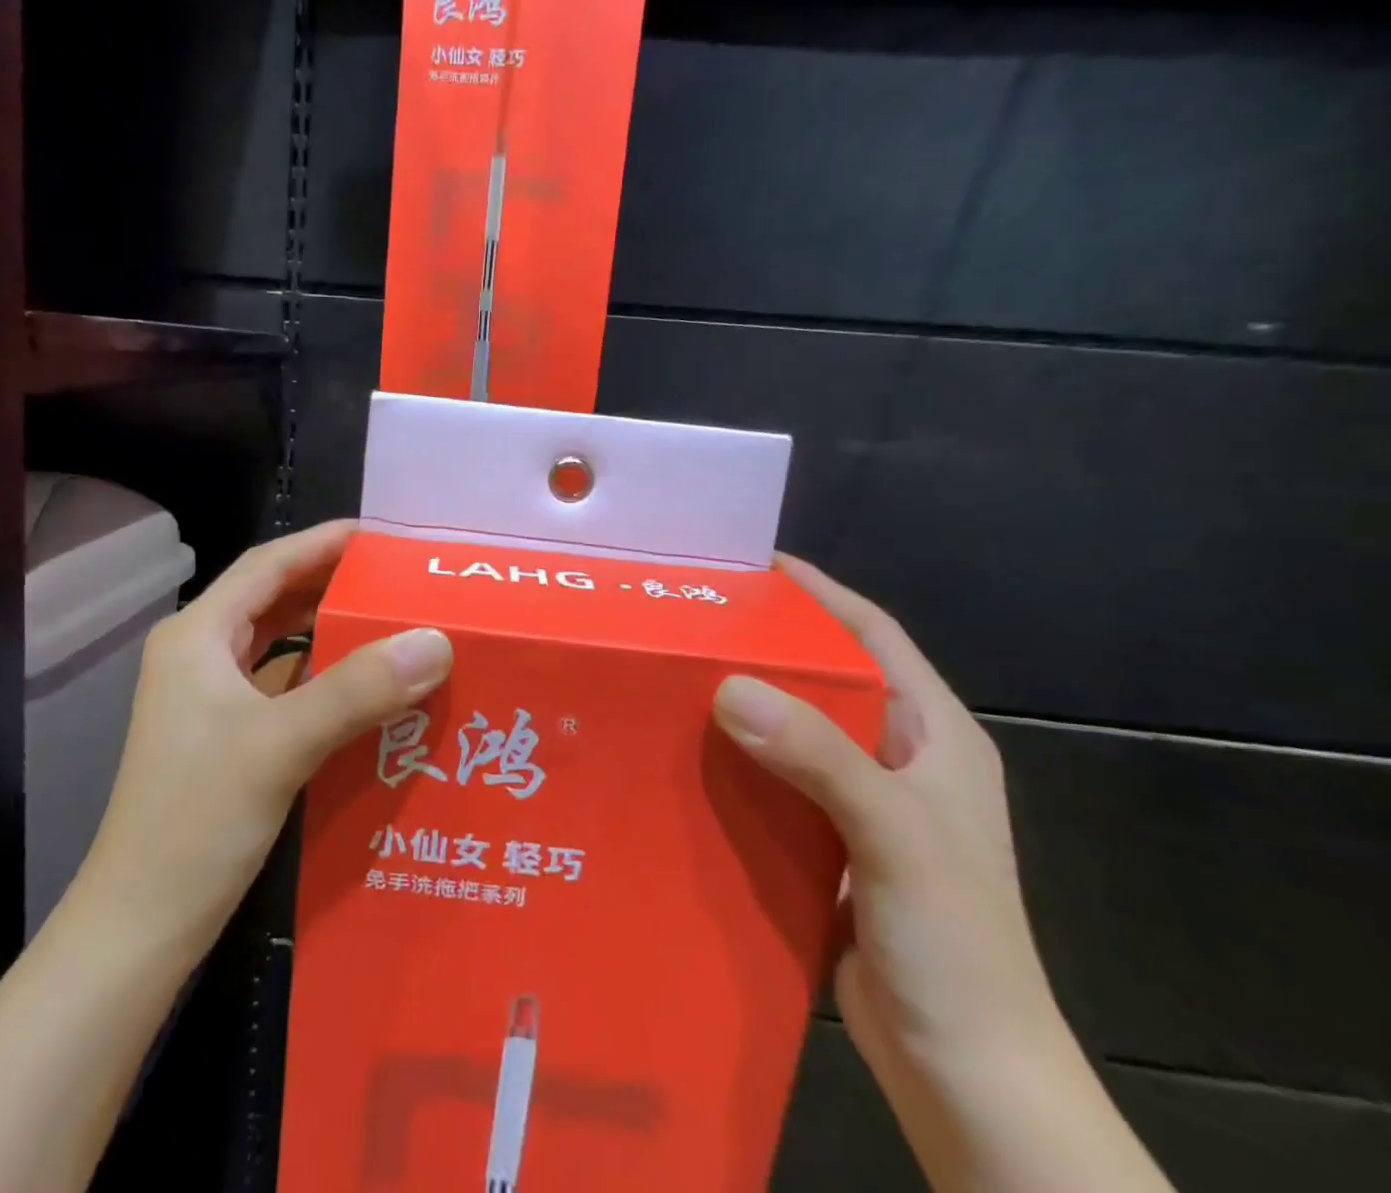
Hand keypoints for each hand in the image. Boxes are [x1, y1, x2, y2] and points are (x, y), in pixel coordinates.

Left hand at [83, 520, 452, 960]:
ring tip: (390, 626)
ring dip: (328, 634)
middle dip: (331, 585)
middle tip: (395, 580)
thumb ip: (360, 688)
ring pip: (277, 647)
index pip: (267, 565)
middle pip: (273, 600)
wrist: (139, 927)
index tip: (378, 536)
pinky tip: (364, 691)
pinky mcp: (223, 738)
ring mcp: (207, 700)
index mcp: (198, 636)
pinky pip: (280, 689)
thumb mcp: (282, 744)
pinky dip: (320, 680)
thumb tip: (436, 639)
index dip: (321, 543)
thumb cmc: (197, 820)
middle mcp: (198, 656)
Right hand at [713, 554, 1059, 1090]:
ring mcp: (864, 804)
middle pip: (826, 677)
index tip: (755, 564)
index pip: (874, 636)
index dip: (820, 593)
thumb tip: (728, 685)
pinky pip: (776, 781)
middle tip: (695, 618)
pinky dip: (738, 761)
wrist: (969, 1079)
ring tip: (676, 674)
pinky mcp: (829, 844)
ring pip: (794, 729)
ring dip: (744, 703)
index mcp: (935, 736)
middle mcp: (899, 758)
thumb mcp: (895, 835)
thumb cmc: (956, 945)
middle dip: (766, 644)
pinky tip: (688, 753)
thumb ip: (819, 756)